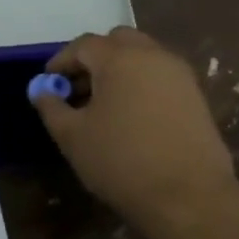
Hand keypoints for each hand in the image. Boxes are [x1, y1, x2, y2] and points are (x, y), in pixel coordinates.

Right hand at [32, 27, 238, 238]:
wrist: (189, 196)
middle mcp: (152, 55)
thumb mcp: (72, 136)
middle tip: (78, 88)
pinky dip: (141, 84)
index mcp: (119, 58)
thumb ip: (51, 107)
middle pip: (117, 42)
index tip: (49, 83)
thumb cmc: (121, 161)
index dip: (61, 61)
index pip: (83, 45)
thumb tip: (42, 91)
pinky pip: (160, 76)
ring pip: (142, 57)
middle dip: (94, 59)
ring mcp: (179, 74)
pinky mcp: (196, 96)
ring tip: (103, 105)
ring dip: (119, 70)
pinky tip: (131, 117)